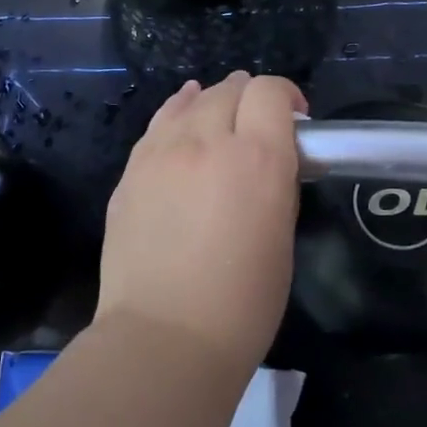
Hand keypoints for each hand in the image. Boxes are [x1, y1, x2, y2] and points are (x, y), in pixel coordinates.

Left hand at [97, 72, 306, 373]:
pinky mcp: (131, 171)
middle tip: (259, 124)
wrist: (164, 338)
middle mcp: (208, 142)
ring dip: (213, 101)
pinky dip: (179, 112)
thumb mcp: (282, 237)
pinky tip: (183, 115)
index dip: (286, 96)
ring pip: (191, 100)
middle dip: (251, 97)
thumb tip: (269, 162)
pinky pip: (159, 124)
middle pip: (231, 89)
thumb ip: (277, 184)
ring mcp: (162, 153)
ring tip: (220, 115)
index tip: (295, 120)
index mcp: (257, 159)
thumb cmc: (242, 303)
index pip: (270, 92)